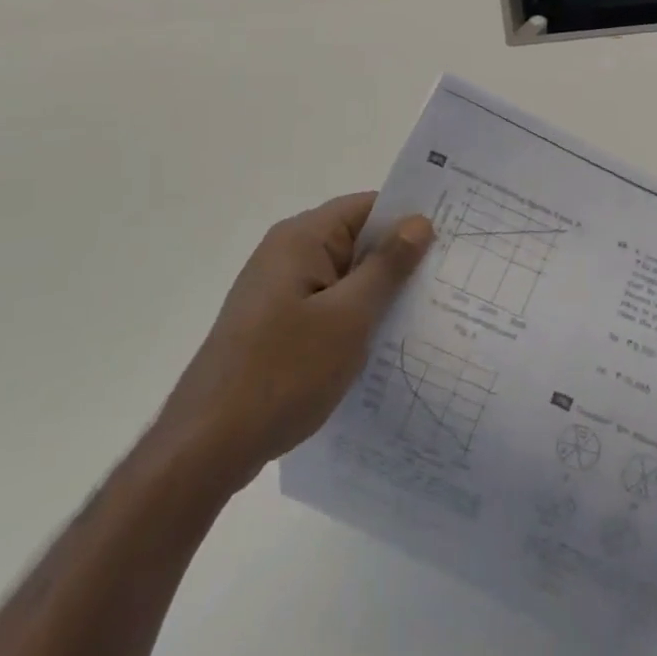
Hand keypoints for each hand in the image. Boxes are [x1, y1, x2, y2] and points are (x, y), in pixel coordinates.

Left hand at [155, 193, 433, 494]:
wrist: (204, 448)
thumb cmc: (282, 373)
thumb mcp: (348, 317)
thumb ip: (386, 266)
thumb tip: (419, 221)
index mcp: (301, 238)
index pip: (368, 207)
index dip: (409, 219)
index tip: (452, 238)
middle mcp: (286, 253)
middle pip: (356, 240)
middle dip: (399, 259)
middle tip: (450, 278)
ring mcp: (278, 291)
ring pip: (344, 276)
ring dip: (379, 292)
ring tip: (427, 311)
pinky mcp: (274, 324)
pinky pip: (328, 304)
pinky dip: (356, 316)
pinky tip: (384, 342)